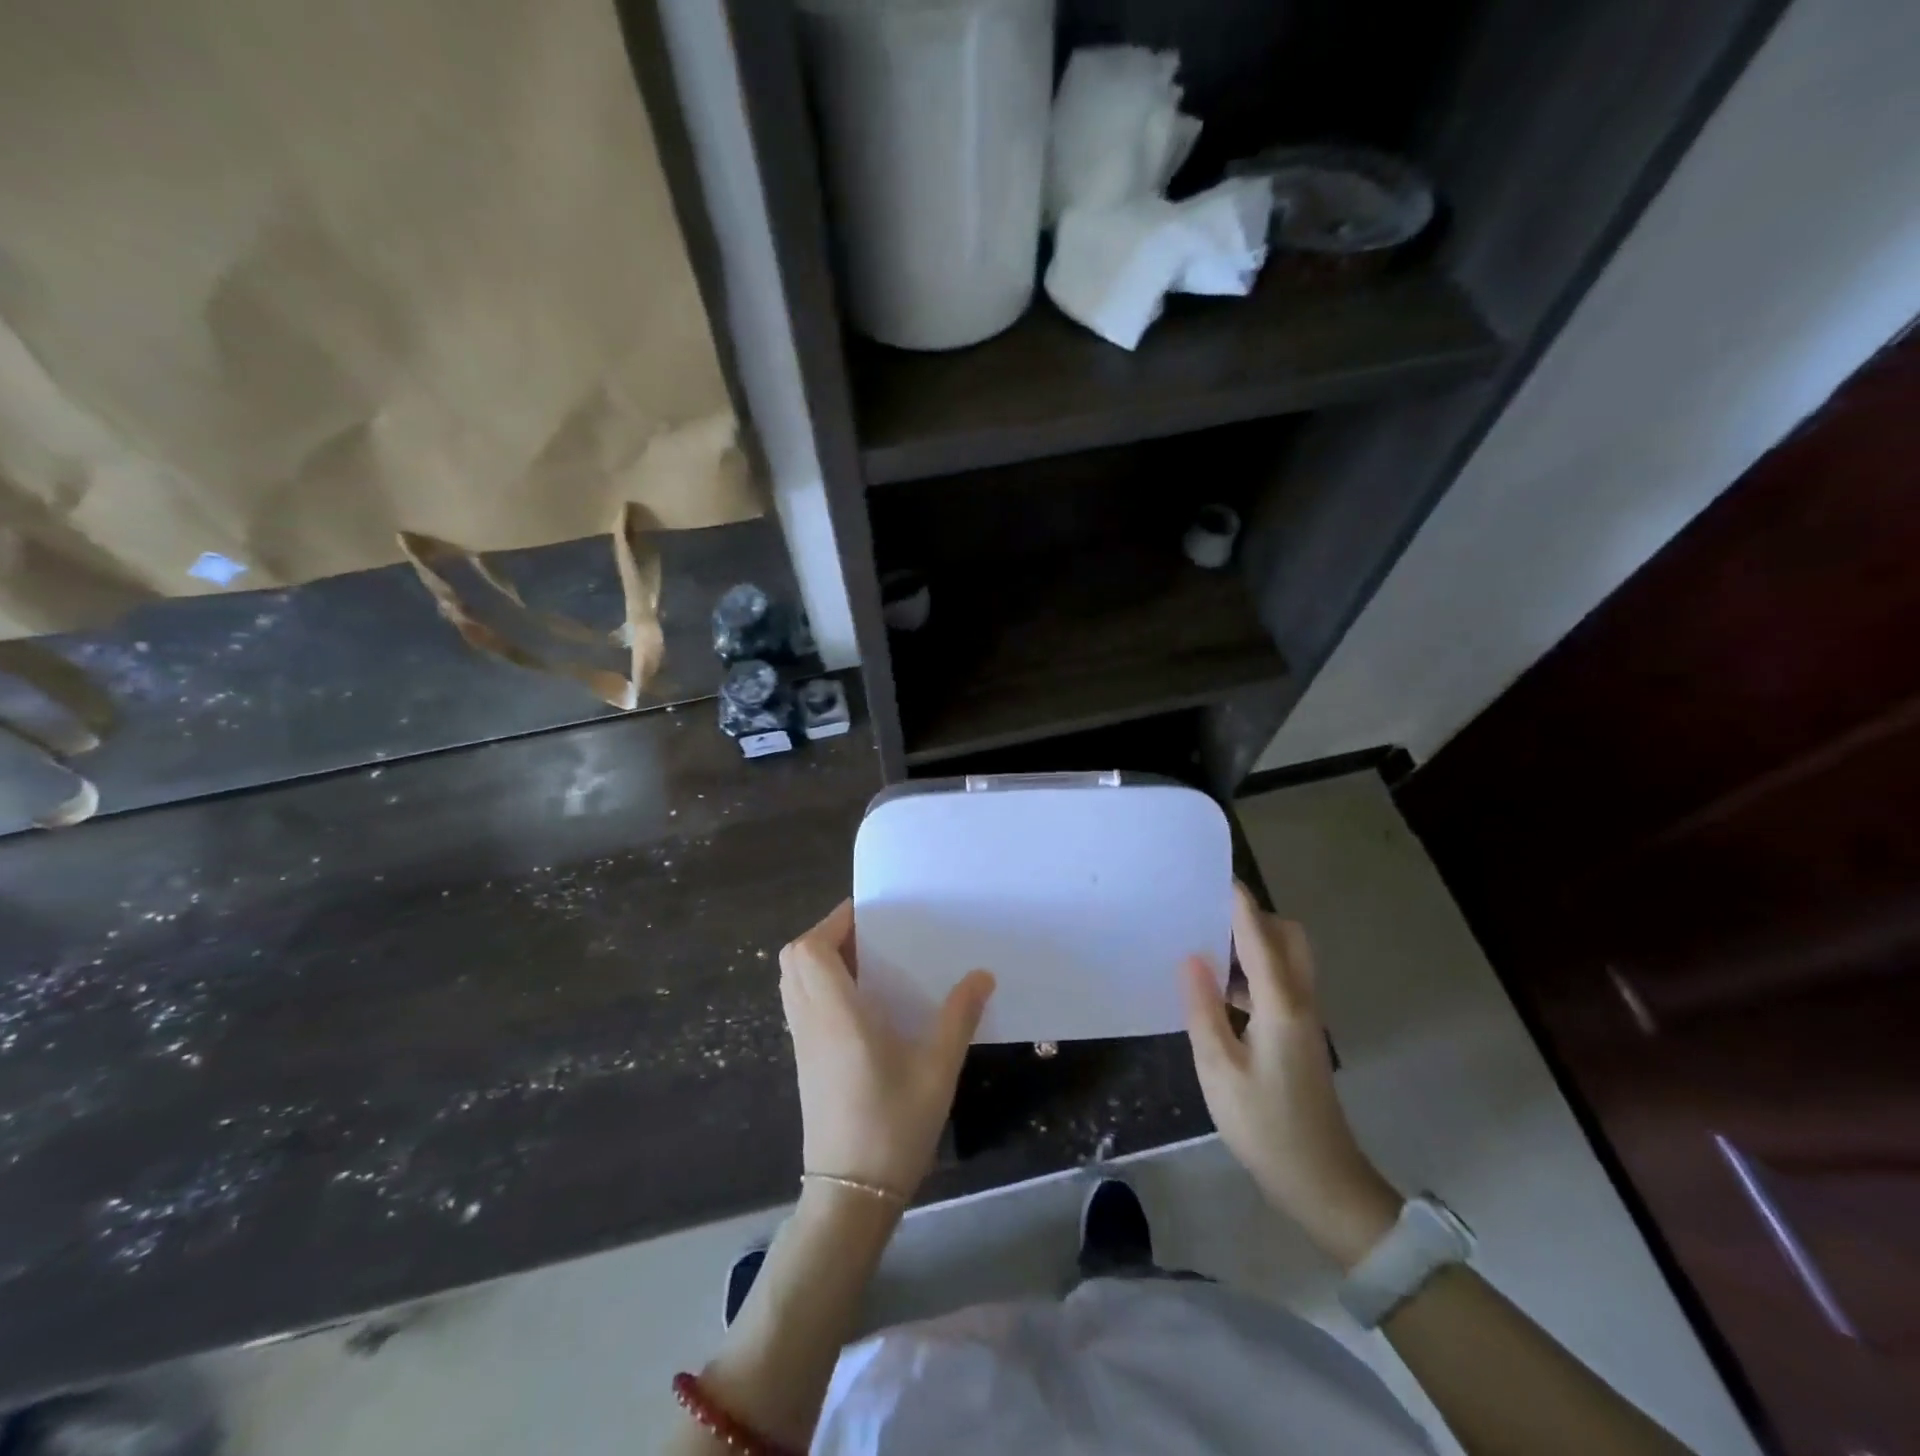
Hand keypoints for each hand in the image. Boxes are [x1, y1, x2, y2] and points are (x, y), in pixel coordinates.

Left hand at [779, 901, 994, 1197]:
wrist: (851, 1194)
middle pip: (795, 958)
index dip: (834, 922)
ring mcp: (803, 1043)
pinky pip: (801, 1003)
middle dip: (827, 934)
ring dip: (821, 959)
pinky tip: (862, 1002)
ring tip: (869, 961)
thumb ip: (958, 1016)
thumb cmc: (893, 1125)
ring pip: (794, 981)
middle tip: (872, 935)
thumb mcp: (937, 1068)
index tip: (871, 913)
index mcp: (836, 1014)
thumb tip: (982, 974)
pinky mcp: (805, 1061)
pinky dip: (820, 985)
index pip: (812, 949)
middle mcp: (811, 1021)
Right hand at [1183, 884, 1402, 1268]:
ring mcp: (1304, 1020)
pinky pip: (1280, 984)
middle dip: (1255, 917)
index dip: (1240, 904)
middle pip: (1289, 939)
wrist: (1323, 1184)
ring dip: (1254, 943)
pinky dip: (1254, 972)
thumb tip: (1191, 957)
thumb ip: (1203, 1009)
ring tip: (1205, 942)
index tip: (1216, 876)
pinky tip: (1218, 991)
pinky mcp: (1300, 1037)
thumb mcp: (1219, 1070)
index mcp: (1281, 1005)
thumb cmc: (1266, 1127)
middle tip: (1209, 914)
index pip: (1260, 937)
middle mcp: (1300, 1002)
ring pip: (1286, 961)